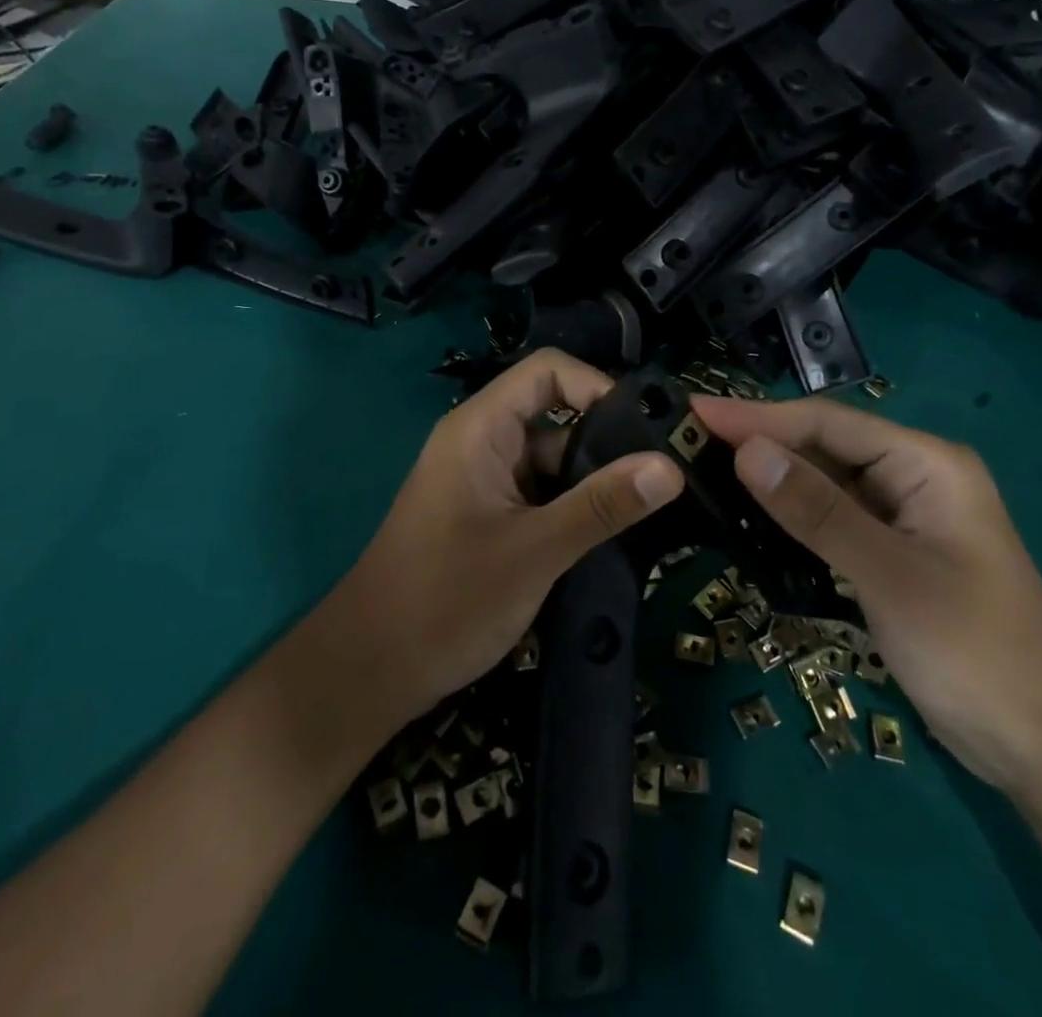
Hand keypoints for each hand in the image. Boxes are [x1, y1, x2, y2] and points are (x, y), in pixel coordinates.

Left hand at [332, 351, 683, 721]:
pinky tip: (610, 533)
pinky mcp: (486, 515)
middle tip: (662, 475)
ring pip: (550, 460)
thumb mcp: (535, 551)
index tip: (644, 430)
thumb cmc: (446, 599)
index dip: (597, 386)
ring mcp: (482, 481)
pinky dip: (571, 507)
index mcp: (480, 429)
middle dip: (605, 441)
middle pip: (553, 414)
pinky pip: (538, 493)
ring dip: (591, 481)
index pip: (547, 372)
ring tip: (648, 508)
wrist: (370, 670)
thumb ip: (602, 505)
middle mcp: (481, 442)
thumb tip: (670, 467)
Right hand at [694, 396, 1041, 793]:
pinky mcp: (894, 554)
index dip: (757, 415)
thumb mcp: (890, 576)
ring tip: (705, 466)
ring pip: (826, 482)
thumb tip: (746, 451)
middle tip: (688, 438)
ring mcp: (905, 517)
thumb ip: (817, 511)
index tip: (694, 410)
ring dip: (772, 476)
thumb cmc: (975, 652)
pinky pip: (834, 518)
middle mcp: (915, 477)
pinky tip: (753, 514)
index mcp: (927, 463)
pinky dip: (793, 514)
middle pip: (824, 445)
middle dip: (759, 441)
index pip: (826, 423)